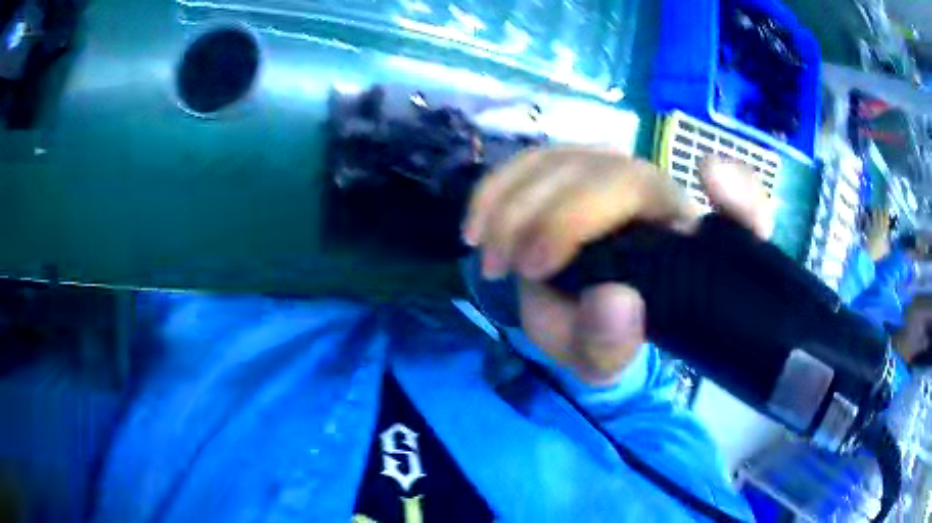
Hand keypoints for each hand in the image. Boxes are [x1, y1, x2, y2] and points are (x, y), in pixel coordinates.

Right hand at [463, 147, 771, 385]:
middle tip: (522, 267)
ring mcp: (604, 171)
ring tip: (495, 258)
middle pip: (612, 174)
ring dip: (518, 206)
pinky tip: (476, 226)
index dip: (737, 195)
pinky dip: (495, 189)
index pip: (732, 204)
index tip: (701, 190)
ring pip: (564, 160)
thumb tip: (615, 301)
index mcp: (684, 236)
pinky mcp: (563, 168)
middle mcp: (652, 191)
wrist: (570, 311)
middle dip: (562, 216)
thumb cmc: (600, 334)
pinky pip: (528, 161)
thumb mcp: (605, 361)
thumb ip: (612, 345)